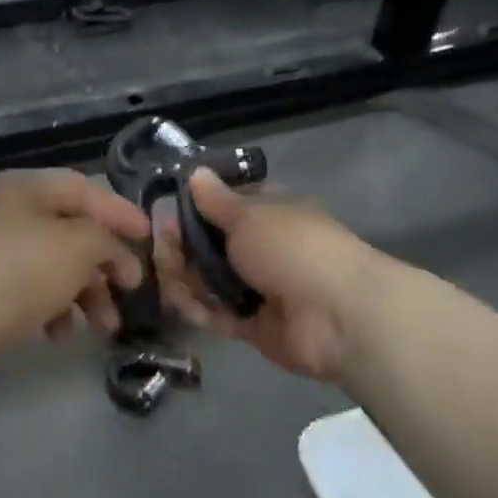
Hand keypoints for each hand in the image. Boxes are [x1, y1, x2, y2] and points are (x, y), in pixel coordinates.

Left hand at [0, 170, 149, 355]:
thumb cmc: (21, 268)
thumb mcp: (79, 245)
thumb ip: (108, 242)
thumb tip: (118, 258)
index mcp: (27, 187)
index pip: (85, 189)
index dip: (121, 212)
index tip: (150, 238)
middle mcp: (8, 212)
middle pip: (70, 231)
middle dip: (105, 264)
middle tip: (130, 291)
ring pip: (53, 266)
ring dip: (85, 294)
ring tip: (103, 328)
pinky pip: (30, 292)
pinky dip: (52, 309)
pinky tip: (58, 334)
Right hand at [154, 170, 376, 383]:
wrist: (337, 316)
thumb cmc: (292, 248)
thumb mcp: (248, 215)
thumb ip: (215, 200)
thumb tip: (195, 172)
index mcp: (269, 213)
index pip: (225, 204)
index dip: (195, 207)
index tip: (165, 210)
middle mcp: (263, 247)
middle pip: (210, 244)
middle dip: (181, 246)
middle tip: (160, 248)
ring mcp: (258, 287)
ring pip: (209, 280)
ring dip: (185, 278)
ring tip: (167, 278)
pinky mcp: (253, 325)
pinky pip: (217, 314)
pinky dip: (199, 309)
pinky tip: (182, 303)